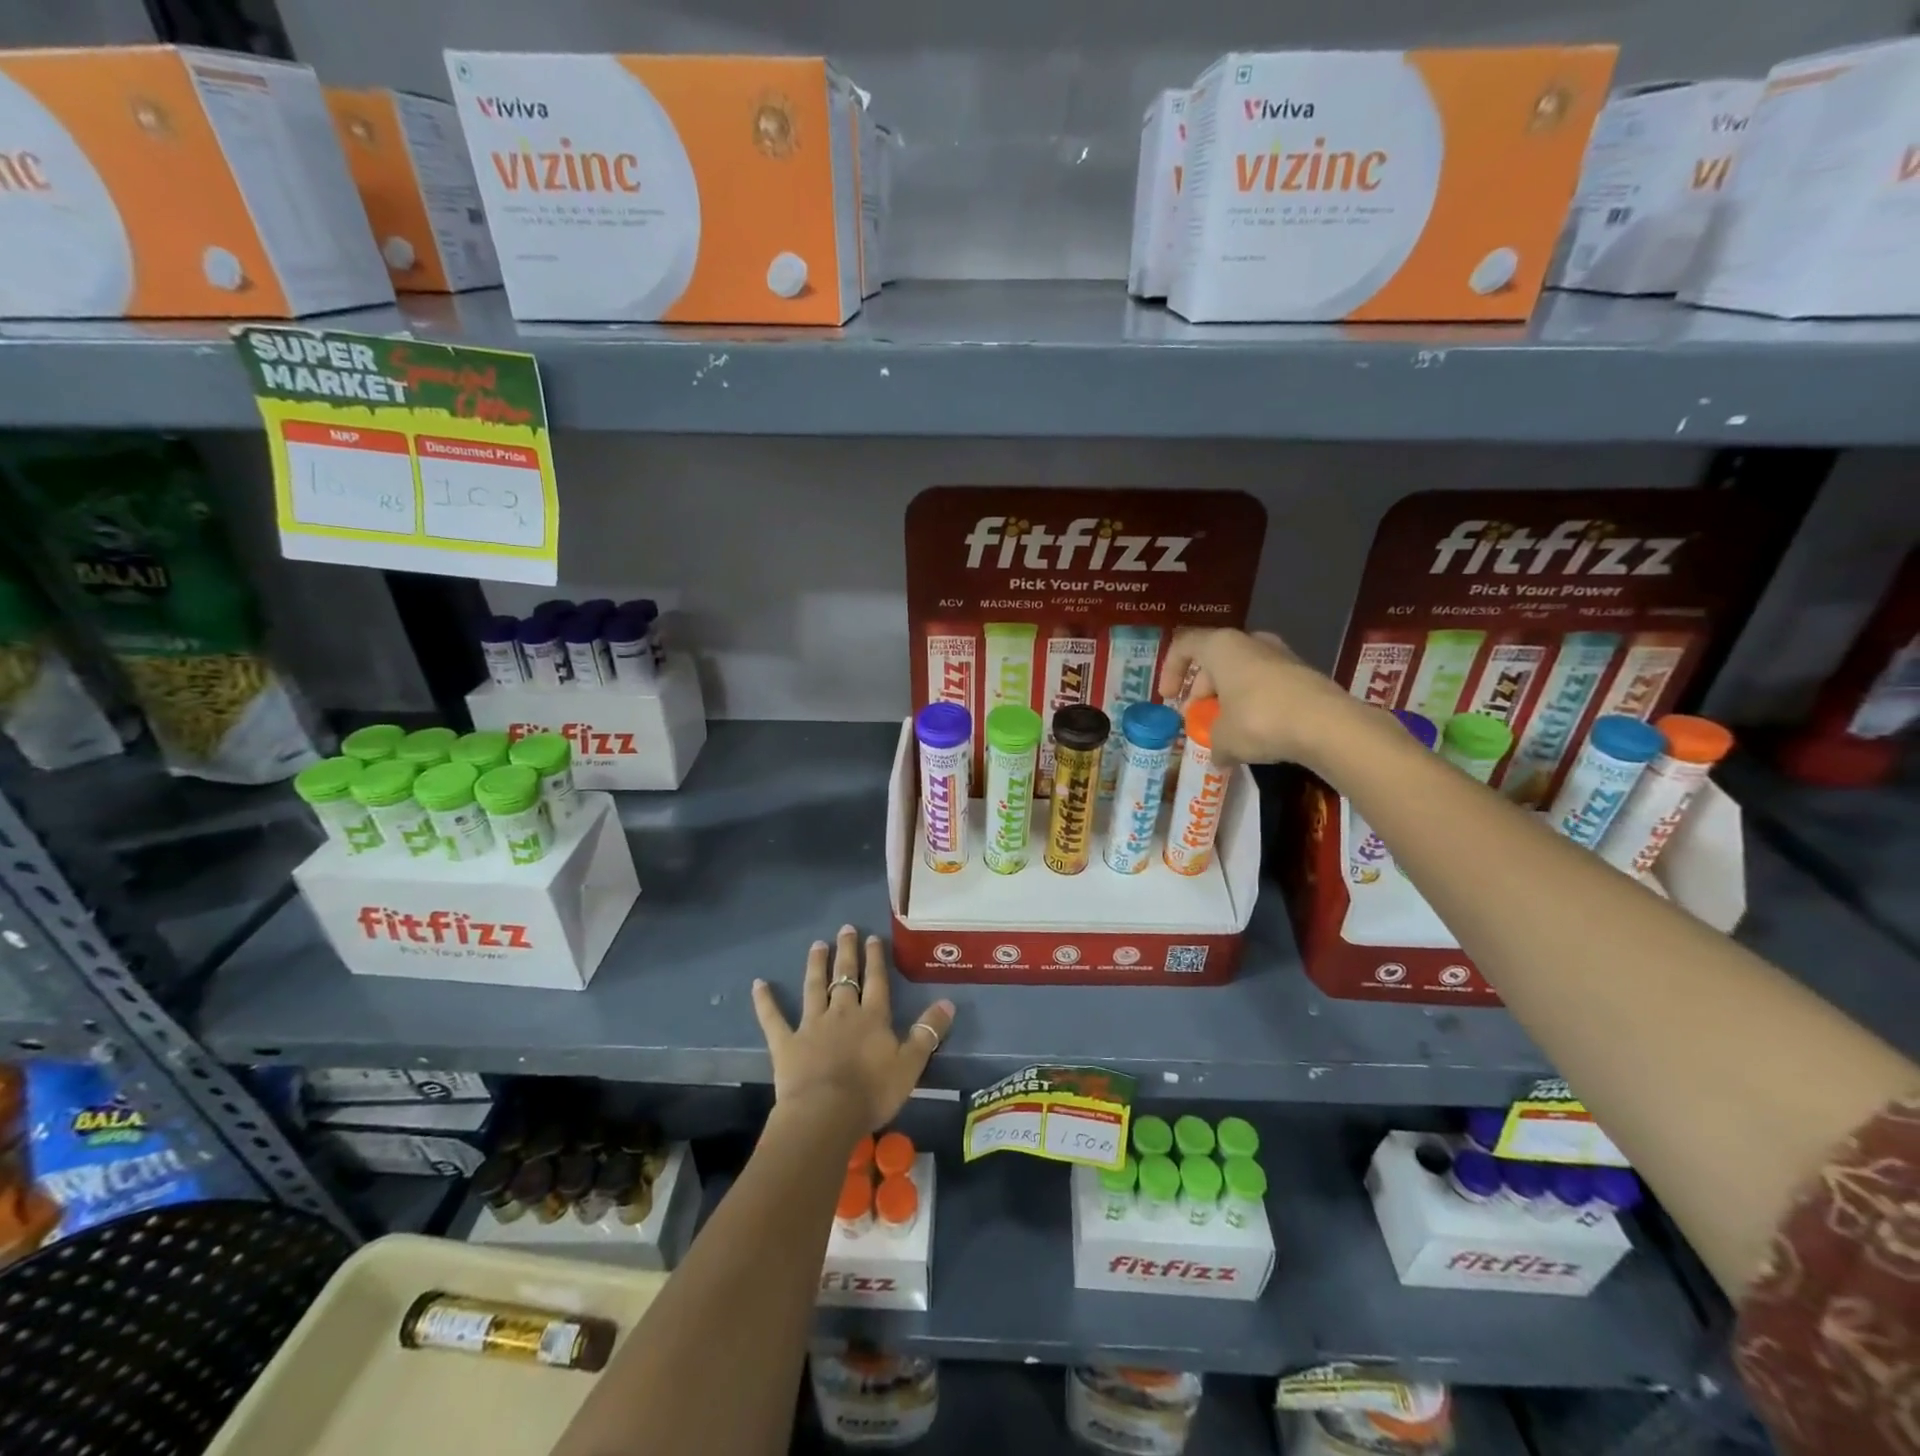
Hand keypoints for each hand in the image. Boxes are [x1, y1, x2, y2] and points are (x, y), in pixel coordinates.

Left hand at [751, 926, 956, 1136]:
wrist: (825, 1114)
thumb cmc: (872, 1092)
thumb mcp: (910, 1064)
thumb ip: (928, 1033)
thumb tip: (948, 1002)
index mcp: (872, 1018)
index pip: (876, 981)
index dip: (875, 959)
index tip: (873, 937)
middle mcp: (842, 1013)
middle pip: (845, 977)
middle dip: (846, 952)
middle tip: (846, 928)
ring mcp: (811, 1025)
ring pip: (814, 988)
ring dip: (816, 966)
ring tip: (817, 945)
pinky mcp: (786, 1043)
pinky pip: (773, 1018)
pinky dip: (765, 1001)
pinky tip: (758, 984)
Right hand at [1158, 628, 1356, 768]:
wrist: (1327, 726)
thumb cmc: (1259, 720)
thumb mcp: (1223, 738)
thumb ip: (1213, 741)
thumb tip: (1218, 755)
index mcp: (1222, 646)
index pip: (1184, 646)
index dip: (1170, 671)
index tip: (1168, 698)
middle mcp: (1251, 642)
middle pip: (1214, 662)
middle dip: (1202, 691)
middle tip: (1198, 720)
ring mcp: (1282, 656)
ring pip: (1242, 674)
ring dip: (1229, 699)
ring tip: (1226, 730)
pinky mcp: (1304, 675)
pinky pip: (1267, 687)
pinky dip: (1255, 706)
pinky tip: (1257, 735)